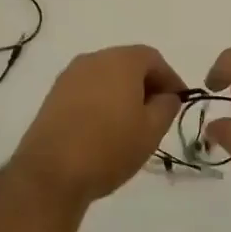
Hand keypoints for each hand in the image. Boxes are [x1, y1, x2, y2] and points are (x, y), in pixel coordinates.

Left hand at [13, 45, 185, 206]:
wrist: (51, 172)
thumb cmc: (109, 147)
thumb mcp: (152, 130)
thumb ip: (166, 106)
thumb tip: (166, 96)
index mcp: (121, 61)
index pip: (153, 59)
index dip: (170, 79)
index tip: (179, 102)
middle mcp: (93, 59)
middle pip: (127, 64)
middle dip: (146, 84)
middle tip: (158, 112)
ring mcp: (69, 76)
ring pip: (105, 77)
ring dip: (122, 93)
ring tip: (132, 123)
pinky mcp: (53, 96)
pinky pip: (87, 90)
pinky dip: (101, 101)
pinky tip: (105, 128)